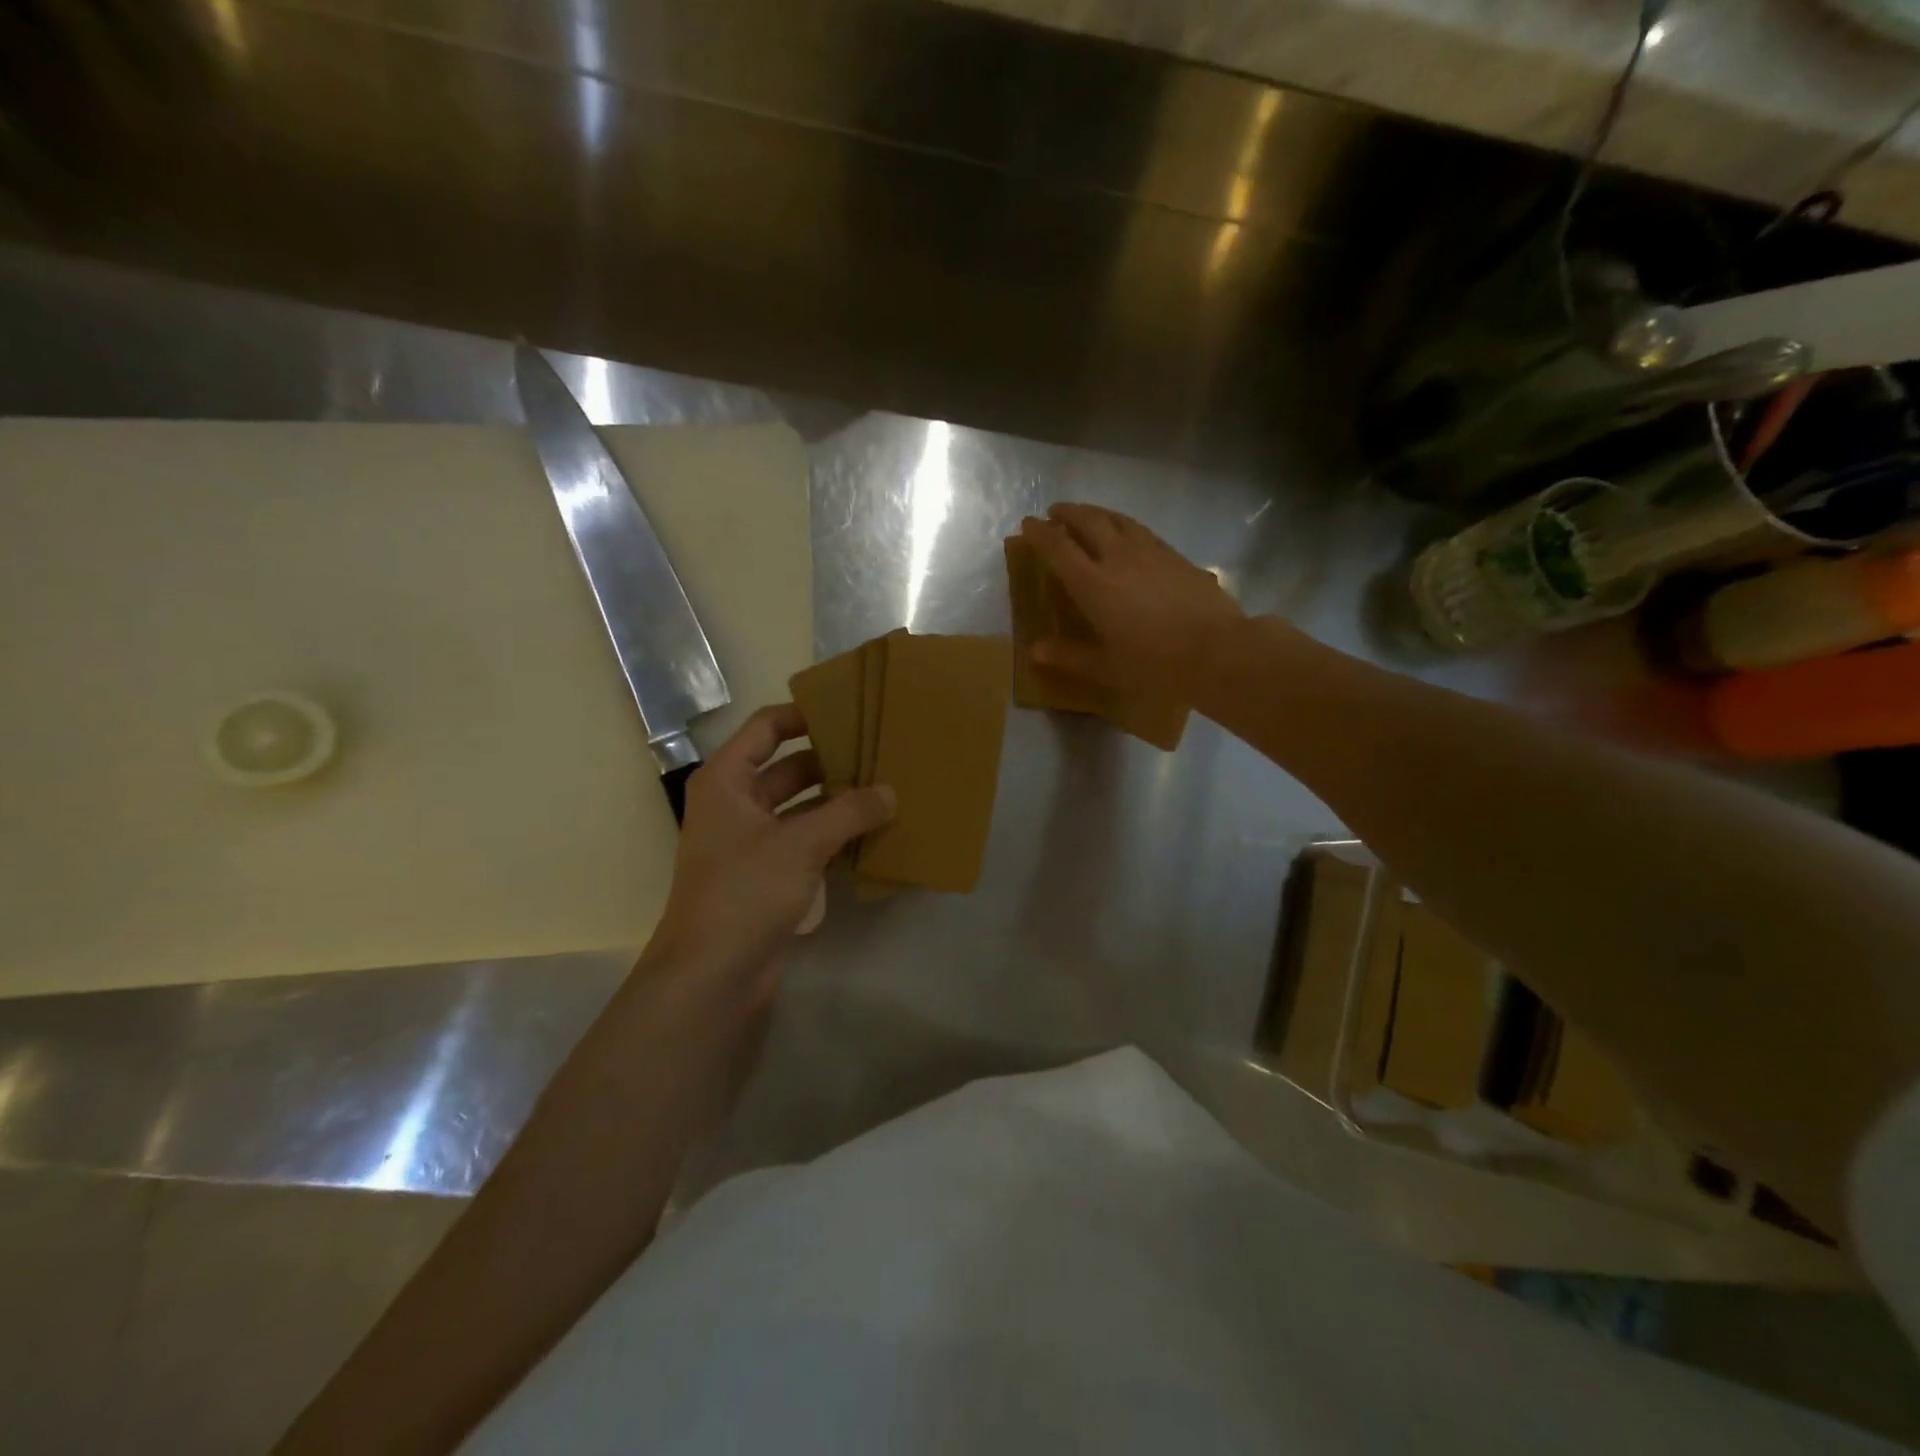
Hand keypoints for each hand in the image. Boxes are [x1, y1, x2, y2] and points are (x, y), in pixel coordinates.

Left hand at [652, 705, 893, 986]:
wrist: (712, 974)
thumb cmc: (745, 892)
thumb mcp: (800, 844)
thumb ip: (849, 812)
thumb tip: (890, 792)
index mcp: (727, 780)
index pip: (767, 728)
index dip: (805, 715)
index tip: (850, 712)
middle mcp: (736, 804)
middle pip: (788, 767)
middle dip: (832, 761)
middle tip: (881, 753)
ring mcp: (752, 841)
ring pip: (802, 807)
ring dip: (838, 802)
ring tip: (886, 790)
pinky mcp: (769, 874)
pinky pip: (806, 841)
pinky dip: (835, 836)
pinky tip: (873, 835)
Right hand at [1018, 504, 1244, 703]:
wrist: (1219, 652)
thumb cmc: (1156, 665)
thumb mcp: (1107, 668)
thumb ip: (1069, 656)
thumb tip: (1035, 650)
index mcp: (1093, 585)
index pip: (1058, 548)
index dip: (1040, 533)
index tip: (1027, 524)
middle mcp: (1118, 559)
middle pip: (1088, 522)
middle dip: (1067, 514)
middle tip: (1054, 513)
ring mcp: (1151, 553)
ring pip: (1117, 520)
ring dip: (1096, 513)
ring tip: (1087, 515)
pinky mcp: (1176, 556)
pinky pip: (1142, 531)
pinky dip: (1124, 525)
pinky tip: (1127, 534)